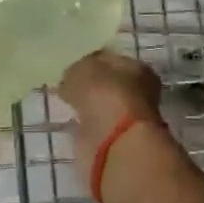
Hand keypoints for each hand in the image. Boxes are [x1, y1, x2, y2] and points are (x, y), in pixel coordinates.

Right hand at [58, 50, 162, 186]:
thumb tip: (72, 78)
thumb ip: (77, 70)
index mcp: (137, 69)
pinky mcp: (113, 142)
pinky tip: (70, 122)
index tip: (73, 65)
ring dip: (88, 106)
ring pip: (102, 107)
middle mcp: (137, 93)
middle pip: (109, 85)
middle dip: (91, 86)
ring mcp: (126, 120)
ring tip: (65, 103)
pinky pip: (94, 127)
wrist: (112, 143)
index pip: (111, 60)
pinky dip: (84, 126)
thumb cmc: (104, 95)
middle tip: (67, 84)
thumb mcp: (83, 69)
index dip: (92, 60)